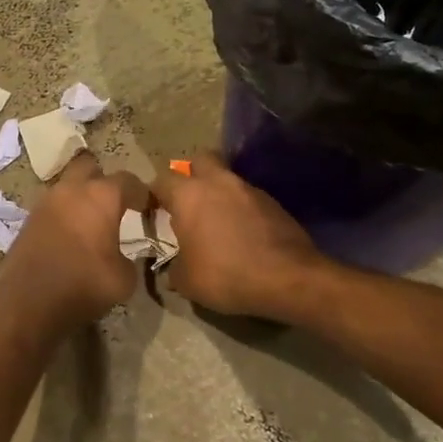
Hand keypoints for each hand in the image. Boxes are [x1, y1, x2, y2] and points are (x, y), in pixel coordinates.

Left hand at [0, 152, 142, 330]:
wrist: (27, 302)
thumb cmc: (83, 285)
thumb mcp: (123, 279)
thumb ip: (130, 259)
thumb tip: (121, 256)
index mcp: (101, 196)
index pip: (129, 181)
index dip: (142, 193)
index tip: (148, 208)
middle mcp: (72, 189)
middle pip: (90, 166)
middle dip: (103, 179)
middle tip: (114, 203)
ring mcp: (46, 202)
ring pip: (67, 185)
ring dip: (80, 196)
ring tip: (91, 221)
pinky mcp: (29, 219)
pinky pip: (53, 206)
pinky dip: (64, 213)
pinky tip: (71, 235)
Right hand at [152, 153, 323, 319]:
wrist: (288, 278)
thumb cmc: (226, 275)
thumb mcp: (187, 281)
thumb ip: (173, 268)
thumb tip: (173, 269)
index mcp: (188, 195)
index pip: (161, 180)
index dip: (154, 195)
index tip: (154, 213)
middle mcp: (218, 182)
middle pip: (200, 159)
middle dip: (191, 174)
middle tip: (188, 201)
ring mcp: (249, 189)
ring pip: (227, 178)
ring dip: (219, 192)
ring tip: (217, 221)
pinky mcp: (273, 202)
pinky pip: (248, 197)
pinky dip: (241, 208)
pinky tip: (243, 233)